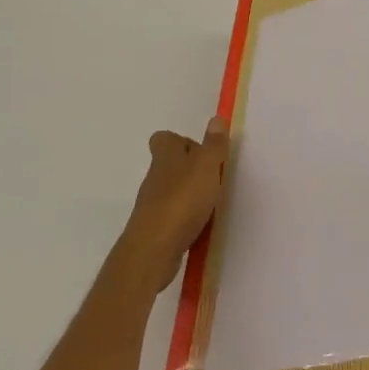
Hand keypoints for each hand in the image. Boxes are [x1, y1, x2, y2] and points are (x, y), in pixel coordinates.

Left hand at [119, 117, 228, 292]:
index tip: (204, 152)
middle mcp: (155, 177)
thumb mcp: (206, 166)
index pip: (165, 138)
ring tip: (212, 203)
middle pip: (170, 163)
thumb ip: (214, 144)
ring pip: (172, 189)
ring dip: (190, 193)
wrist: (153, 251)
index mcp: (166, 156)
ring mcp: (152, 204)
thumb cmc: (182, 201)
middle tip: (215, 177)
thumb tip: (216, 118)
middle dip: (192, 168)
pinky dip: (186, 216)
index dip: (183, 140)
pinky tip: (201, 225)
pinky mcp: (155, 228)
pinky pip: (173, 214)